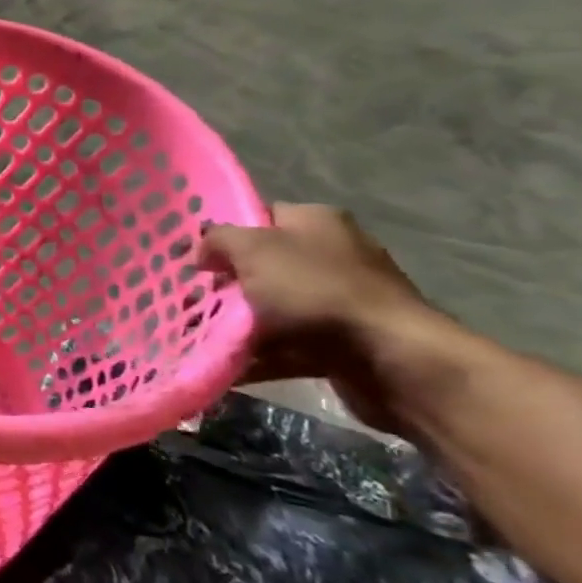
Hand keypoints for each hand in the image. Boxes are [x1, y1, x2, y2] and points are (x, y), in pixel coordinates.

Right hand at [203, 204, 438, 437]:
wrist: (389, 358)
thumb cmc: (316, 291)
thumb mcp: (253, 249)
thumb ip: (218, 240)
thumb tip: (202, 251)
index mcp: (316, 222)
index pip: (260, 217)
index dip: (224, 235)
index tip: (194, 259)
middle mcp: (332, 255)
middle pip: (262, 266)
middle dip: (225, 285)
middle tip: (192, 300)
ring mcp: (338, 301)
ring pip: (271, 308)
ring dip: (236, 324)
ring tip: (200, 336)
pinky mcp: (340, 342)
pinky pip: (285, 345)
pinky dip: (257, 355)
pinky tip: (226, 365)